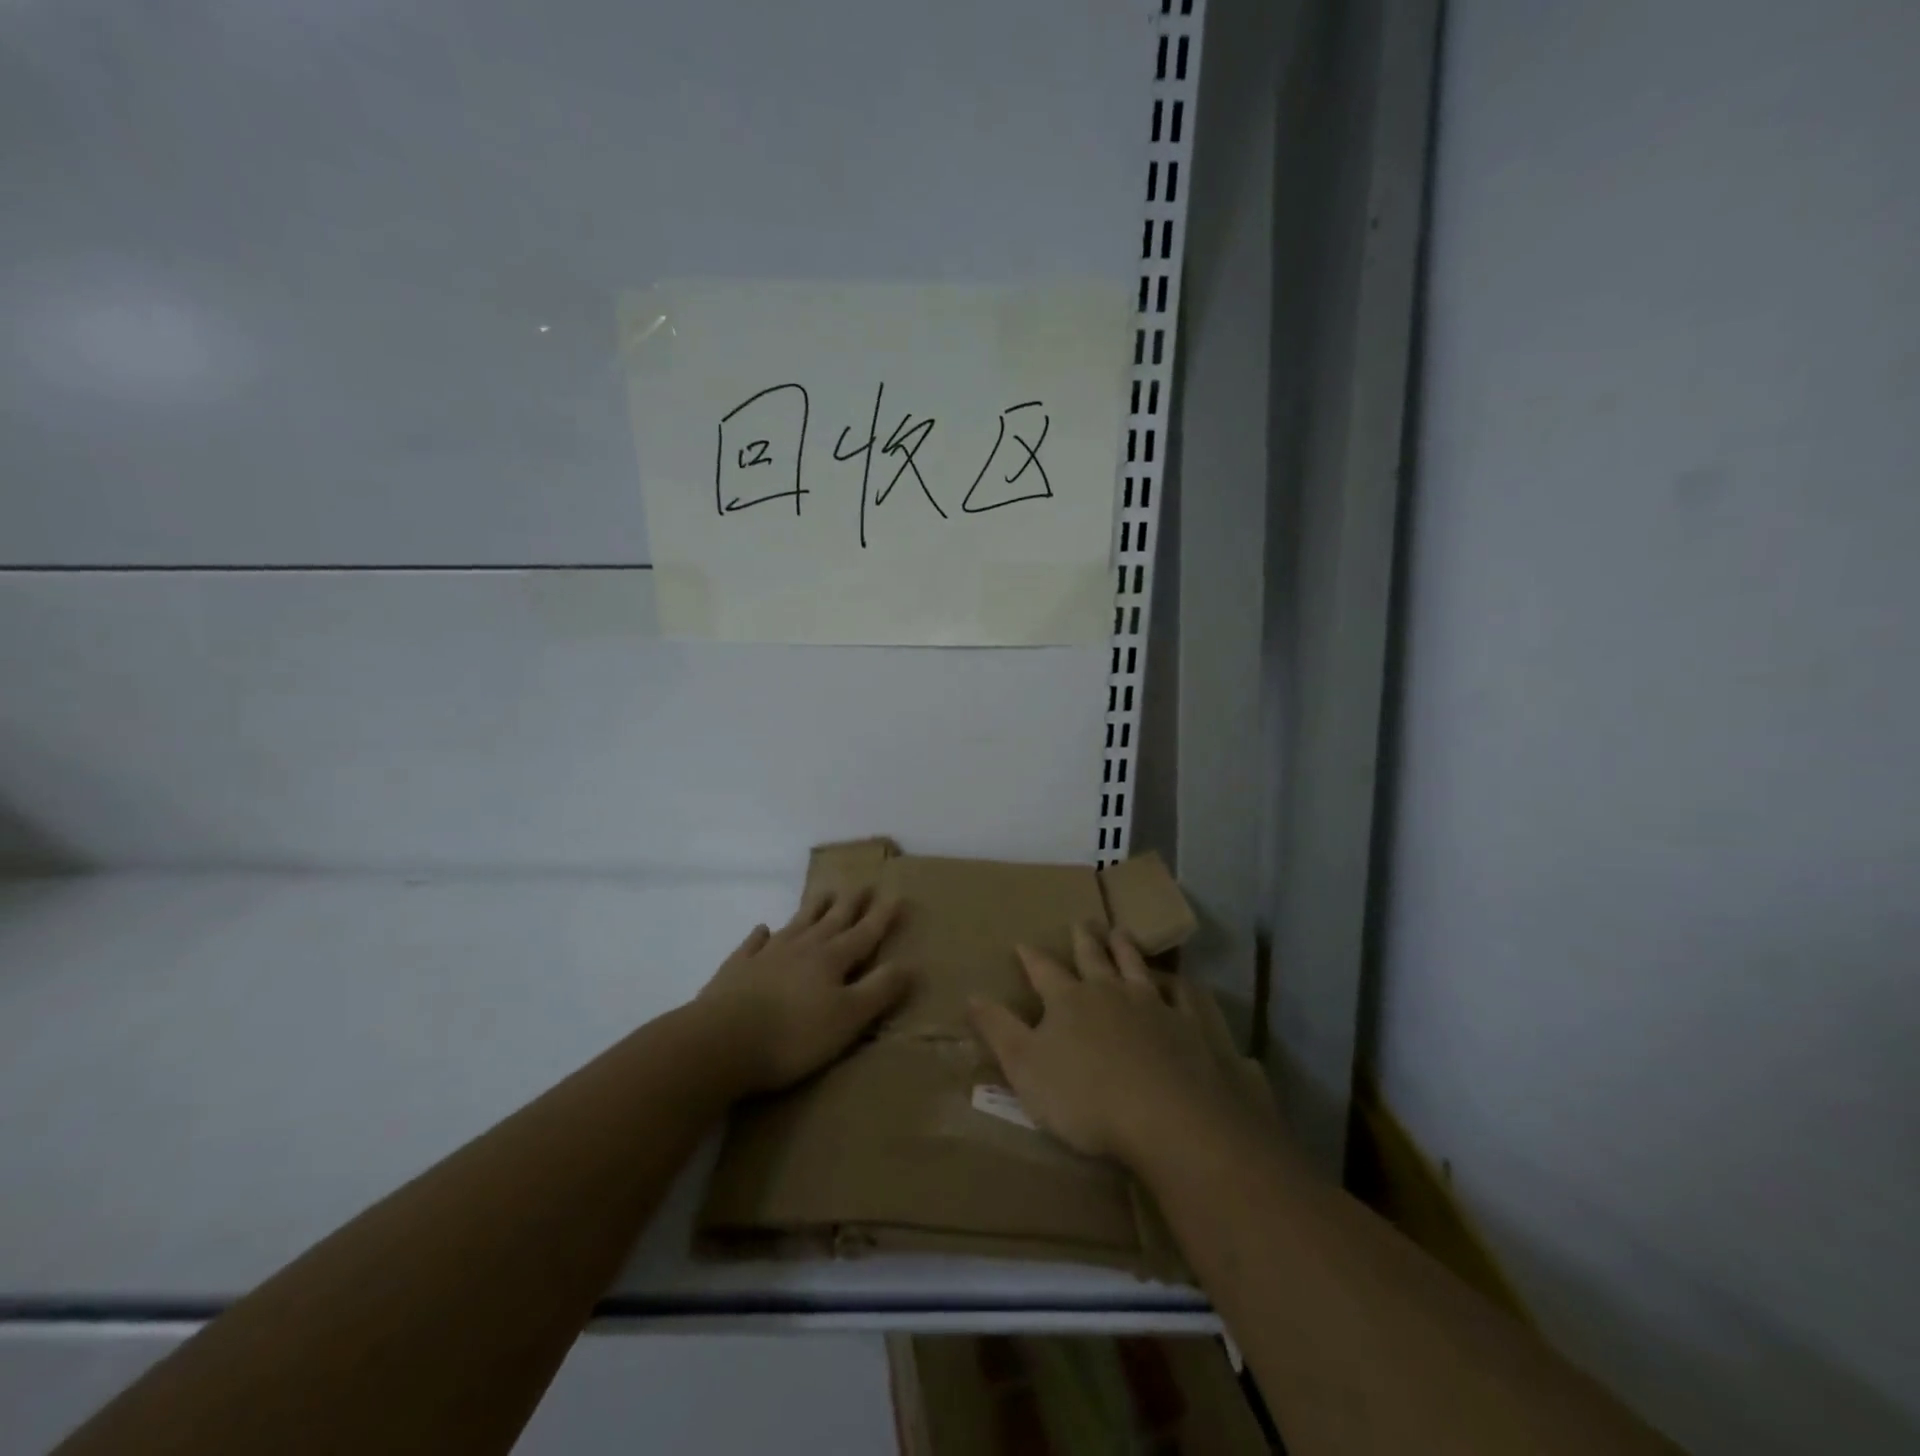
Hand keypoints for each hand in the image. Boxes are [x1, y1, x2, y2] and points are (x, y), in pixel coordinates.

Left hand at [697, 888, 909, 1093]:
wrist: (720, 1041)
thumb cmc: (793, 1035)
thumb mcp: (848, 1018)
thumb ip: (879, 990)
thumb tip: (910, 964)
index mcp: (832, 960)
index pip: (865, 933)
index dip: (882, 916)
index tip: (896, 894)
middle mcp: (803, 948)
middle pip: (832, 920)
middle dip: (851, 904)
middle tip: (863, 884)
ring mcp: (767, 955)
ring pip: (797, 924)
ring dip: (813, 909)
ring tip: (825, 893)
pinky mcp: (737, 969)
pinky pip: (753, 944)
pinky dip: (761, 935)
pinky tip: (763, 929)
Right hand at [968, 923, 1275, 1168]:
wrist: (1165, 1116)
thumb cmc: (1084, 1097)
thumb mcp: (1024, 1066)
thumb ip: (998, 1029)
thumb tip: (971, 994)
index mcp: (1067, 1000)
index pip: (1043, 970)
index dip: (1031, 957)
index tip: (1022, 942)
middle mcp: (1108, 991)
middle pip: (1093, 958)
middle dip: (1084, 939)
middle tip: (1081, 921)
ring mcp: (1151, 1005)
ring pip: (1134, 966)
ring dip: (1125, 948)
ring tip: (1120, 931)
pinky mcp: (1186, 1026)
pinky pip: (1181, 997)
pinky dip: (1177, 985)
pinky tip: (1178, 982)